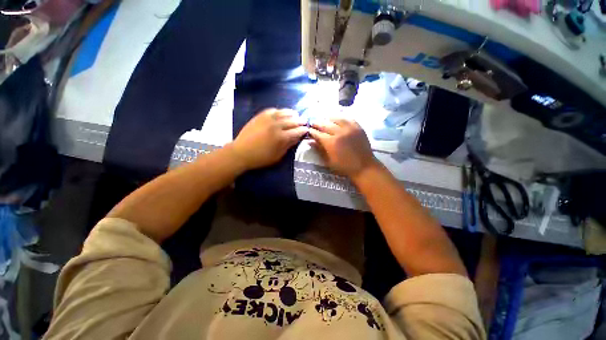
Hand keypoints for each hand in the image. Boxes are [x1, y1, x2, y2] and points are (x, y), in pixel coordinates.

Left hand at [231, 108, 307, 170]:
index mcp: (281, 137)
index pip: (297, 131)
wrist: (241, 152)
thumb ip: (288, 145)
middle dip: (300, 121)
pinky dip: (279, 111)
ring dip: (291, 113)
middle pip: (292, 120)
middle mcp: (276, 125)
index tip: (307, 129)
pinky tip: (282, 113)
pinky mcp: (260, 116)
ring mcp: (268, 119)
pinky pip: (272, 110)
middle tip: (304, 122)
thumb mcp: (278, 156)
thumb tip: (297, 138)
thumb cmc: (261, 158)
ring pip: (283, 113)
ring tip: (296, 114)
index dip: (303, 130)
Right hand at [309, 118, 377, 178]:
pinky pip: (348, 119)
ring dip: (328, 119)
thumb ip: (319, 150)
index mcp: (331, 143)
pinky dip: (341, 118)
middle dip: (317, 123)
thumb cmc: (344, 167)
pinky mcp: (358, 127)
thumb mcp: (329, 161)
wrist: (363, 167)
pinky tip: (338, 119)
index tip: (308, 130)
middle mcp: (339, 133)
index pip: (318, 134)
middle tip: (313, 123)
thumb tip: (309, 141)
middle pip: (325, 124)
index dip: (312, 131)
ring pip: (336, 119)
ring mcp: (349, 128)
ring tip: (324, 120)